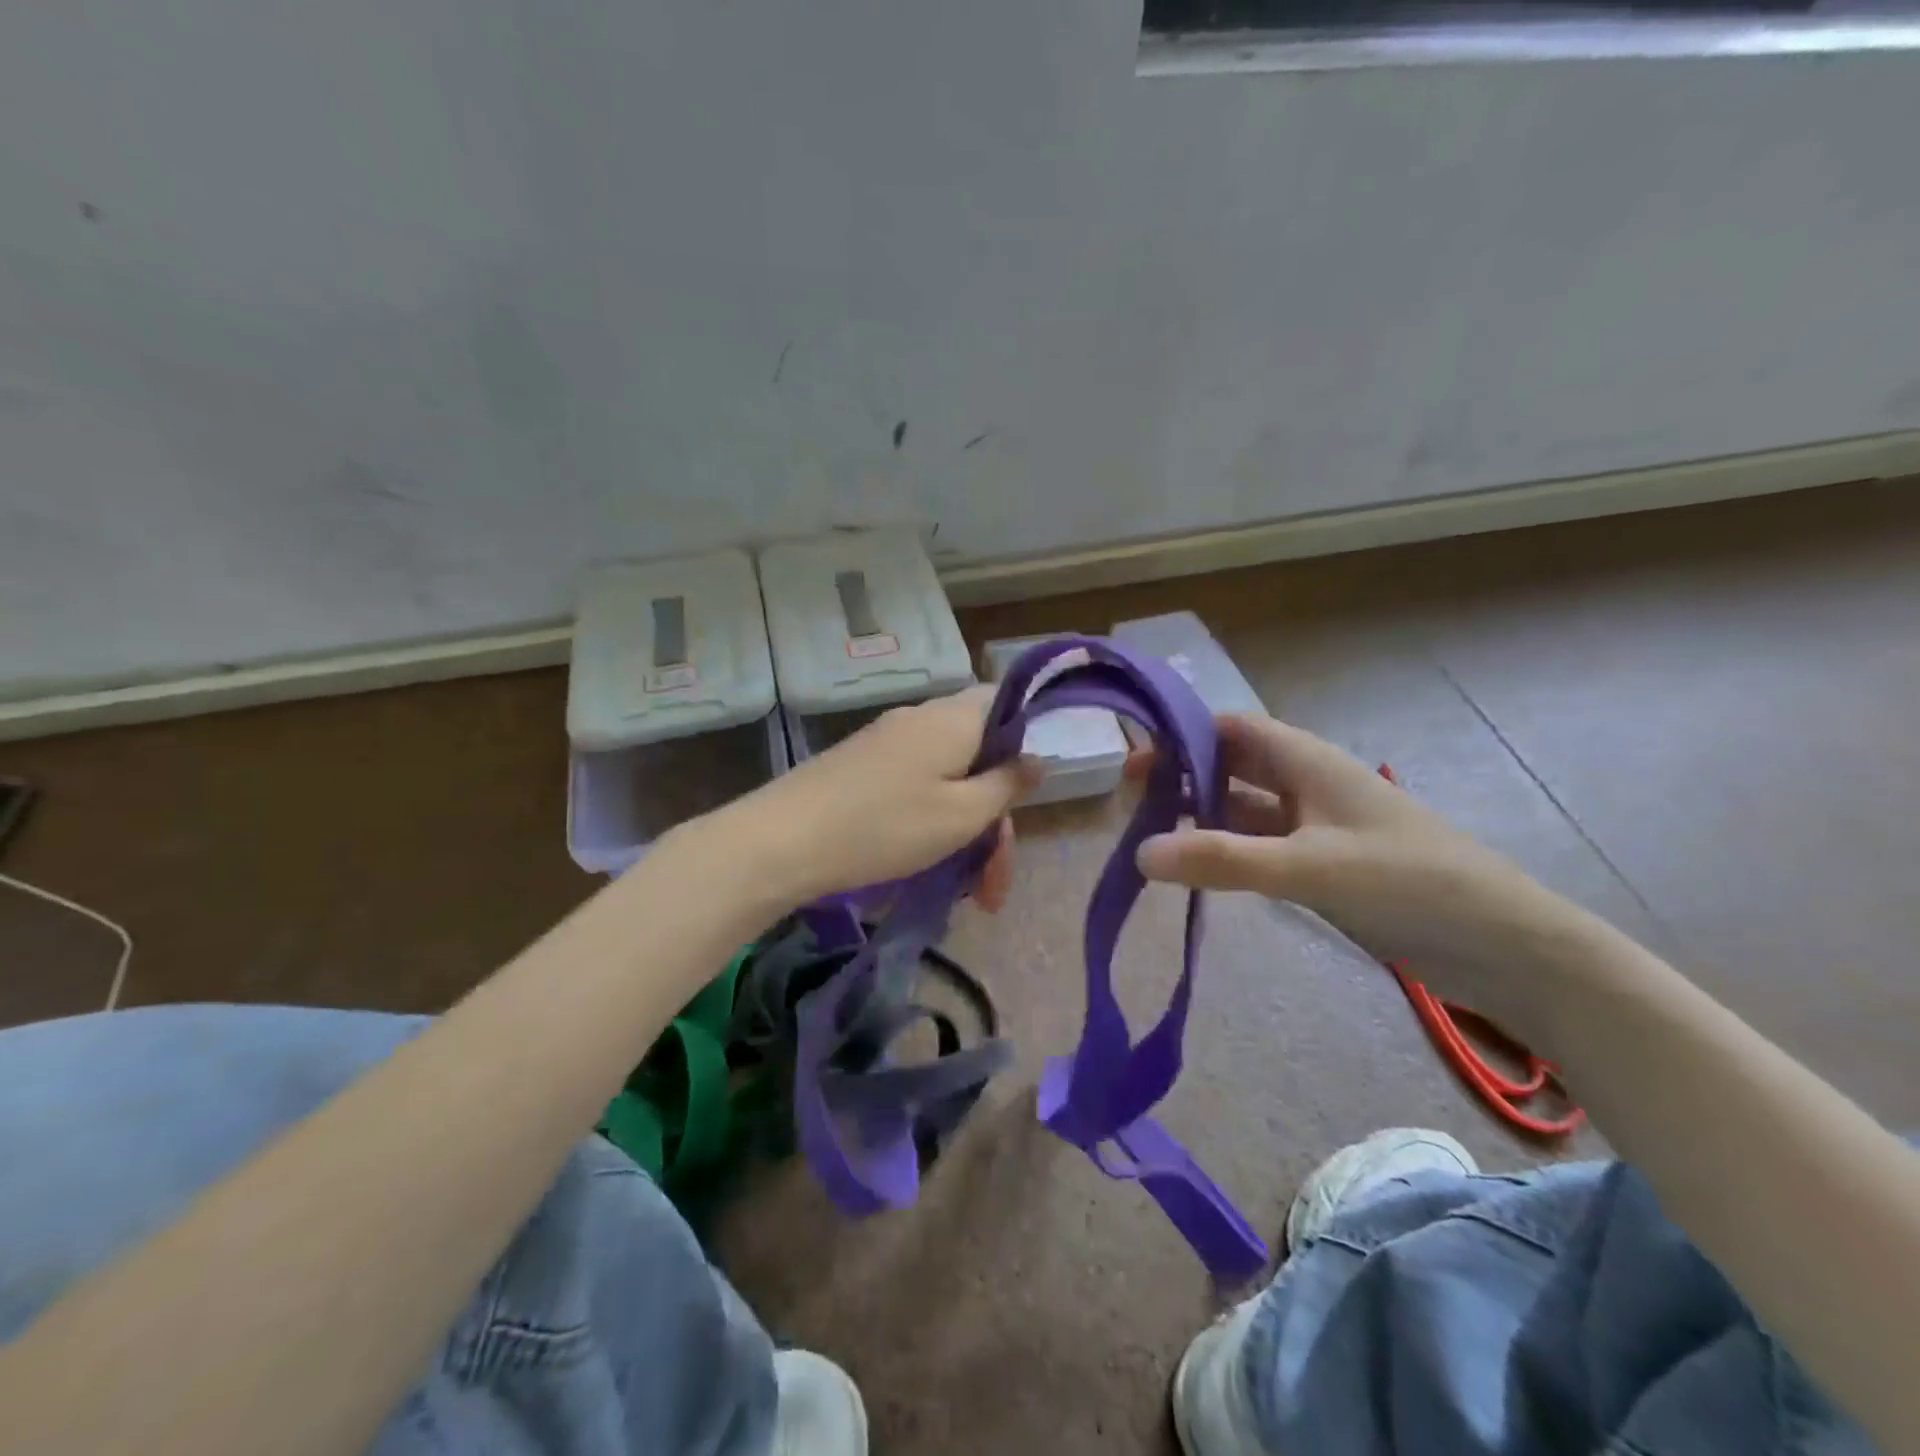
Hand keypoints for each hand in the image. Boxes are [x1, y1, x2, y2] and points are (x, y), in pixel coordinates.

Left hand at [718, 687, 1041, 909]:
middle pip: (979, 755)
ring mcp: (888, 740)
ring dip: (965, 830)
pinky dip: (932, 821)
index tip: (1024, 799)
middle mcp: (922, 718)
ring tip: (966, 892)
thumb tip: (1038, 758)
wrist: (782, 840)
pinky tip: (928, 864)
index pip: (1007, 705)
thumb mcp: (961, 815)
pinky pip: (915, 784)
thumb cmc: (886, 826)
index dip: (1025, 745)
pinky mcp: (862, 764)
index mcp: (954, 718)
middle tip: (994, 885)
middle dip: (995, 818)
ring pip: (948, 778)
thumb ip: (1007, 784)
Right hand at [1132, 714, 1587, 1023]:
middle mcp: (1307, 784)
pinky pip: (1260, 846)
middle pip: (1231, 765)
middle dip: (1182, 776)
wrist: (1504, 946)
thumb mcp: (1310, 868)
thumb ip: (1224, 860)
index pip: (1230, 728)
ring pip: (1243, 808)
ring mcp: (1315, 826)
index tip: (1133, 756)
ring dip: (1201, 816)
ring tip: (1149, 835)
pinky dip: (1226, 850)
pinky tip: (1198, 869)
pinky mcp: (1323, 865)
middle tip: (1129, 802)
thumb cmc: (1409, 884)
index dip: (1182, 733)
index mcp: (1308, 761)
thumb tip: (1139, 854)